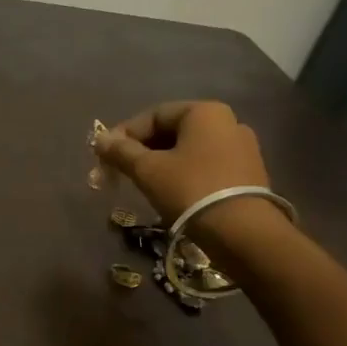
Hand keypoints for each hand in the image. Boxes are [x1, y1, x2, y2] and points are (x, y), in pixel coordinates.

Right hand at [94, 101, 277, 245]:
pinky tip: (169, 194)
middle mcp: (228, 123)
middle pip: (172, 131)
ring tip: (141, 185)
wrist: (243, 233)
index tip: (106, 156)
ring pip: (188, 151)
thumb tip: (99, 140)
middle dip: (141, 150)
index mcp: (205, 112)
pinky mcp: (247, 175)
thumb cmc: (191, 190)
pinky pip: (205, 167)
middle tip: (120, 172)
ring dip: (160, 164)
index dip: (125, 134)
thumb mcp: (148, 170)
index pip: (154, 115)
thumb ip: (121, 152)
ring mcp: (242, 149)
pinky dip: (183, 175)